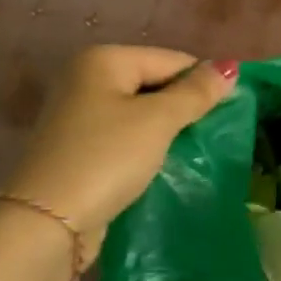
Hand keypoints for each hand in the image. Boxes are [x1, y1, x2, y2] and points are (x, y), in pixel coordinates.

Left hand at [1, 46, 236, 263]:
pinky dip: (146, 149)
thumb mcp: (158, 121)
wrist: (49, 221)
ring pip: (140, 115)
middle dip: (184, 108)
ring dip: (167, 132)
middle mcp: (86, 79)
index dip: (203, 83)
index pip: (171, 59)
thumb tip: (230, 66)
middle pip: (154, 84)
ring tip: (194, 153)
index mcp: (103, 60)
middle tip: (213, 136)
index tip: (231, 113)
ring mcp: (79, 116)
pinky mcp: (79, 149)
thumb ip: (196, 93)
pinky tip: (164, 167)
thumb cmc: (107, 158)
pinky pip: (125, 139)